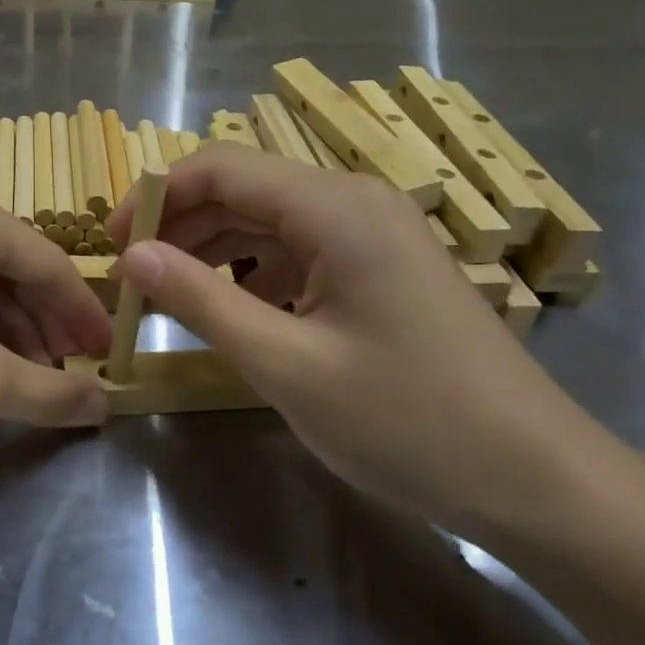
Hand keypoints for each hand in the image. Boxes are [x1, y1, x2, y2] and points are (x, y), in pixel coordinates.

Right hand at [106, 145, 605, 538]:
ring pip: (269, 224)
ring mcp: (374, 236)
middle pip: (244, 191)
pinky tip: (234, 315)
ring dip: (214, 254)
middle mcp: (356, 203)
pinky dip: (254, 276)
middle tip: (134, 284)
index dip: (157, 198)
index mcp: (336, 208)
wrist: (532, 477)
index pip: (221, 167)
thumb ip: (202, 301)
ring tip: (170, 301)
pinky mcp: (381, 271)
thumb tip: (131, 257)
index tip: (113, 246)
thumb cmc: (407, 421)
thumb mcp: (286, 364)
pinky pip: (300, 254)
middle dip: (181, 229)